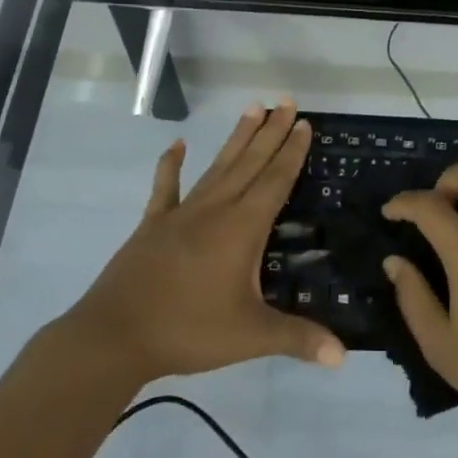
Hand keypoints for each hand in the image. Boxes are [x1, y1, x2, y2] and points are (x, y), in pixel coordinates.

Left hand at [64, 102, 344, 384]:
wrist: (115, 336)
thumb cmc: (188, 331)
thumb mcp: (250, 337)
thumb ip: (297, 339)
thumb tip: (342, 357)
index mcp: (241, 228)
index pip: (274, 180)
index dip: (291, 152)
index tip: (302, 122)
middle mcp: (215, 210)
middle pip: (249, 163)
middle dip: (270, 132)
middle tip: (285, 100)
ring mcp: (181, 213)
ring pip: (217, 166)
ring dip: (237, 138)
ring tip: (252, 108)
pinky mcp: (154, 224)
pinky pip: (166, 187)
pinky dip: (172, 164)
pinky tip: (179, 143)